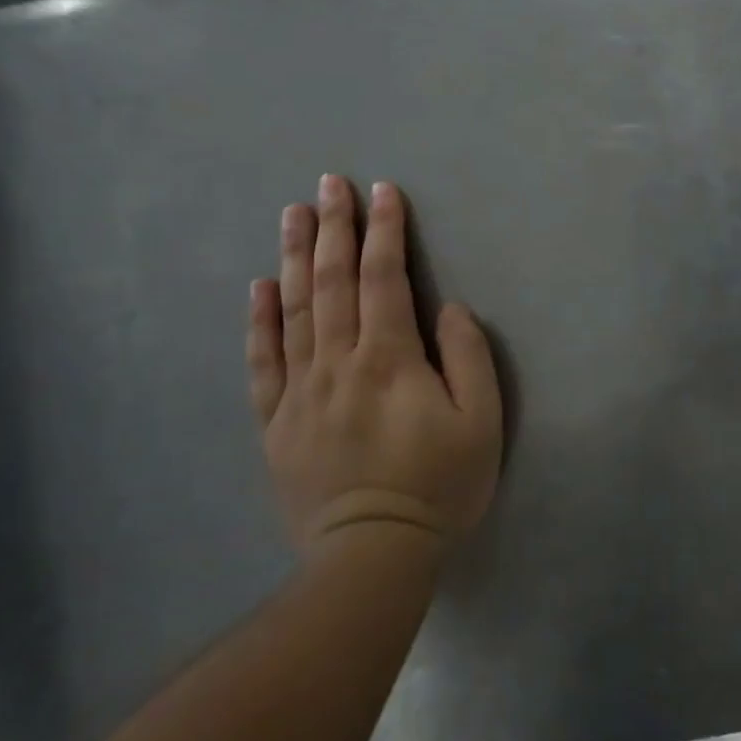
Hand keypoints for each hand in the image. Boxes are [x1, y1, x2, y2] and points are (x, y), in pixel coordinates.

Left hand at [247, 177, 503, 555]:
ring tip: (293, 214)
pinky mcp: (276, 422)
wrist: (372, 556)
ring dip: (296, 257)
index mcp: (389, 360)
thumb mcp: (481, 422)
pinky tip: (259, 287)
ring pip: (295, 310)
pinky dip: (260, 320)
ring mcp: (300, 392)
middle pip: (334, 283)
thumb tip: (447, 309)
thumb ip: (468, 357)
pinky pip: (263, 361)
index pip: (385, 279)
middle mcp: (337, 363)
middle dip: (335, 228)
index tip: (383, 192)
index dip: (386, 232)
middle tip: (329, 184)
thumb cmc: (438, 485)